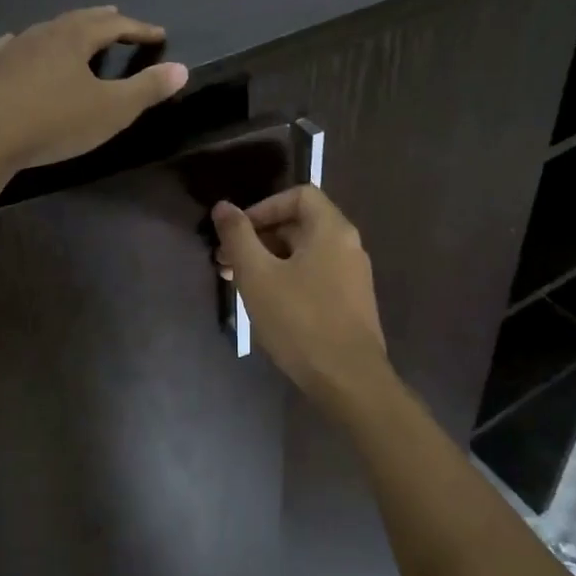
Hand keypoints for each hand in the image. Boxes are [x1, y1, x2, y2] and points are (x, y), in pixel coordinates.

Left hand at [0, 7, 188, 172]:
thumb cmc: (53, 122)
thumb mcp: (111, 111)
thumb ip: (146, 89)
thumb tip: (180, 69)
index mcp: (73, 39)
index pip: (114, 26)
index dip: (138, 29)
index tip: (158, 34)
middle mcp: (39, 35)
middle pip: (75, 20)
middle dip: (100, 20)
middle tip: (116, 19)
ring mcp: (4, 51)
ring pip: (40, 32)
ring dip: (61, 32)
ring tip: (70, 35)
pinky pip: (6, 51)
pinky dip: (21, 50)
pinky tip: (13, 53)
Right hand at [211, 185, 394, 411]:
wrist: (349, 381)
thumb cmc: (300, 321)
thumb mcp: (258, 276)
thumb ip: (238, 236)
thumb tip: (223, 206)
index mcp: (331, 229)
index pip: (298, 195)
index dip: (263, 207)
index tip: (238, 233)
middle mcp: (348, 245)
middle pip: (299, 224)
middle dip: (259, 238)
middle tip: (226, 263)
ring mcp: (353, 276)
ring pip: (304, 253)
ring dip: (269, 261)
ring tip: (238, 284)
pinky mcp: (351, 303)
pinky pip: (315, 276)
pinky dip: (287, 279)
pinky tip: (266, 304)